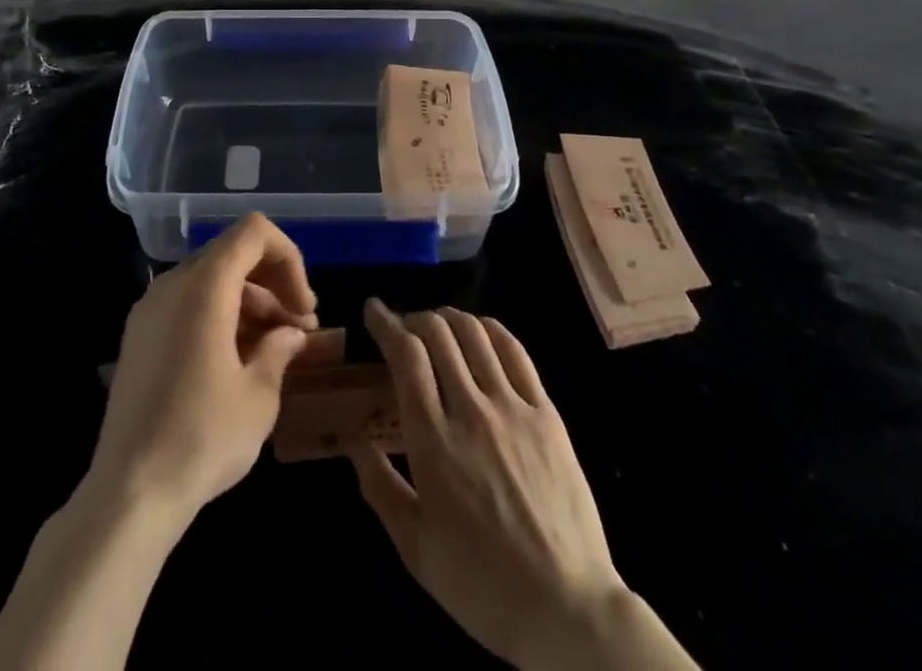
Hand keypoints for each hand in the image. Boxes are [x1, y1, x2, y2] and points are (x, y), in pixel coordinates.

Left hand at [87, 213, 316, 524]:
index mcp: (204, 285)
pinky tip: (236, 361)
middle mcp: (172, 284)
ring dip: (248, 302)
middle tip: (299, 328)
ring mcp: (149, 309)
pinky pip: (187, 305)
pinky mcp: (138, 337)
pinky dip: (219, 316)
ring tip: (273, 349)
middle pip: (232, 254)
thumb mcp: (257, 396)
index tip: (304, 307)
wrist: (128, 494)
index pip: (253, 232)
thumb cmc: (202, 437)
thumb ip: (279, 350)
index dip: (288, 258)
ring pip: (210, 280)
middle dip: (272, 283)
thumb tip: (290, 334)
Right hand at [352, 301, 694, 670]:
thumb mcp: (416, 549)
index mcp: (434, 442)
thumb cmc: (483, 585)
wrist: (568, 609)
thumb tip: (353, 440)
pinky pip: (515, 352)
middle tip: (403, 328)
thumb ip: (379, 488)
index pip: (406, 355)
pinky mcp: (546, 414)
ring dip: (449, 318)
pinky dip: (490, 330)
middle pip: (438, 333)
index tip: (373, 310)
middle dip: (414, 318)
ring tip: (437, 326)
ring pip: (475, 334)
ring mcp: (513, 408)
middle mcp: (471, 411)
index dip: (386, 323)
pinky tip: (480, 333)